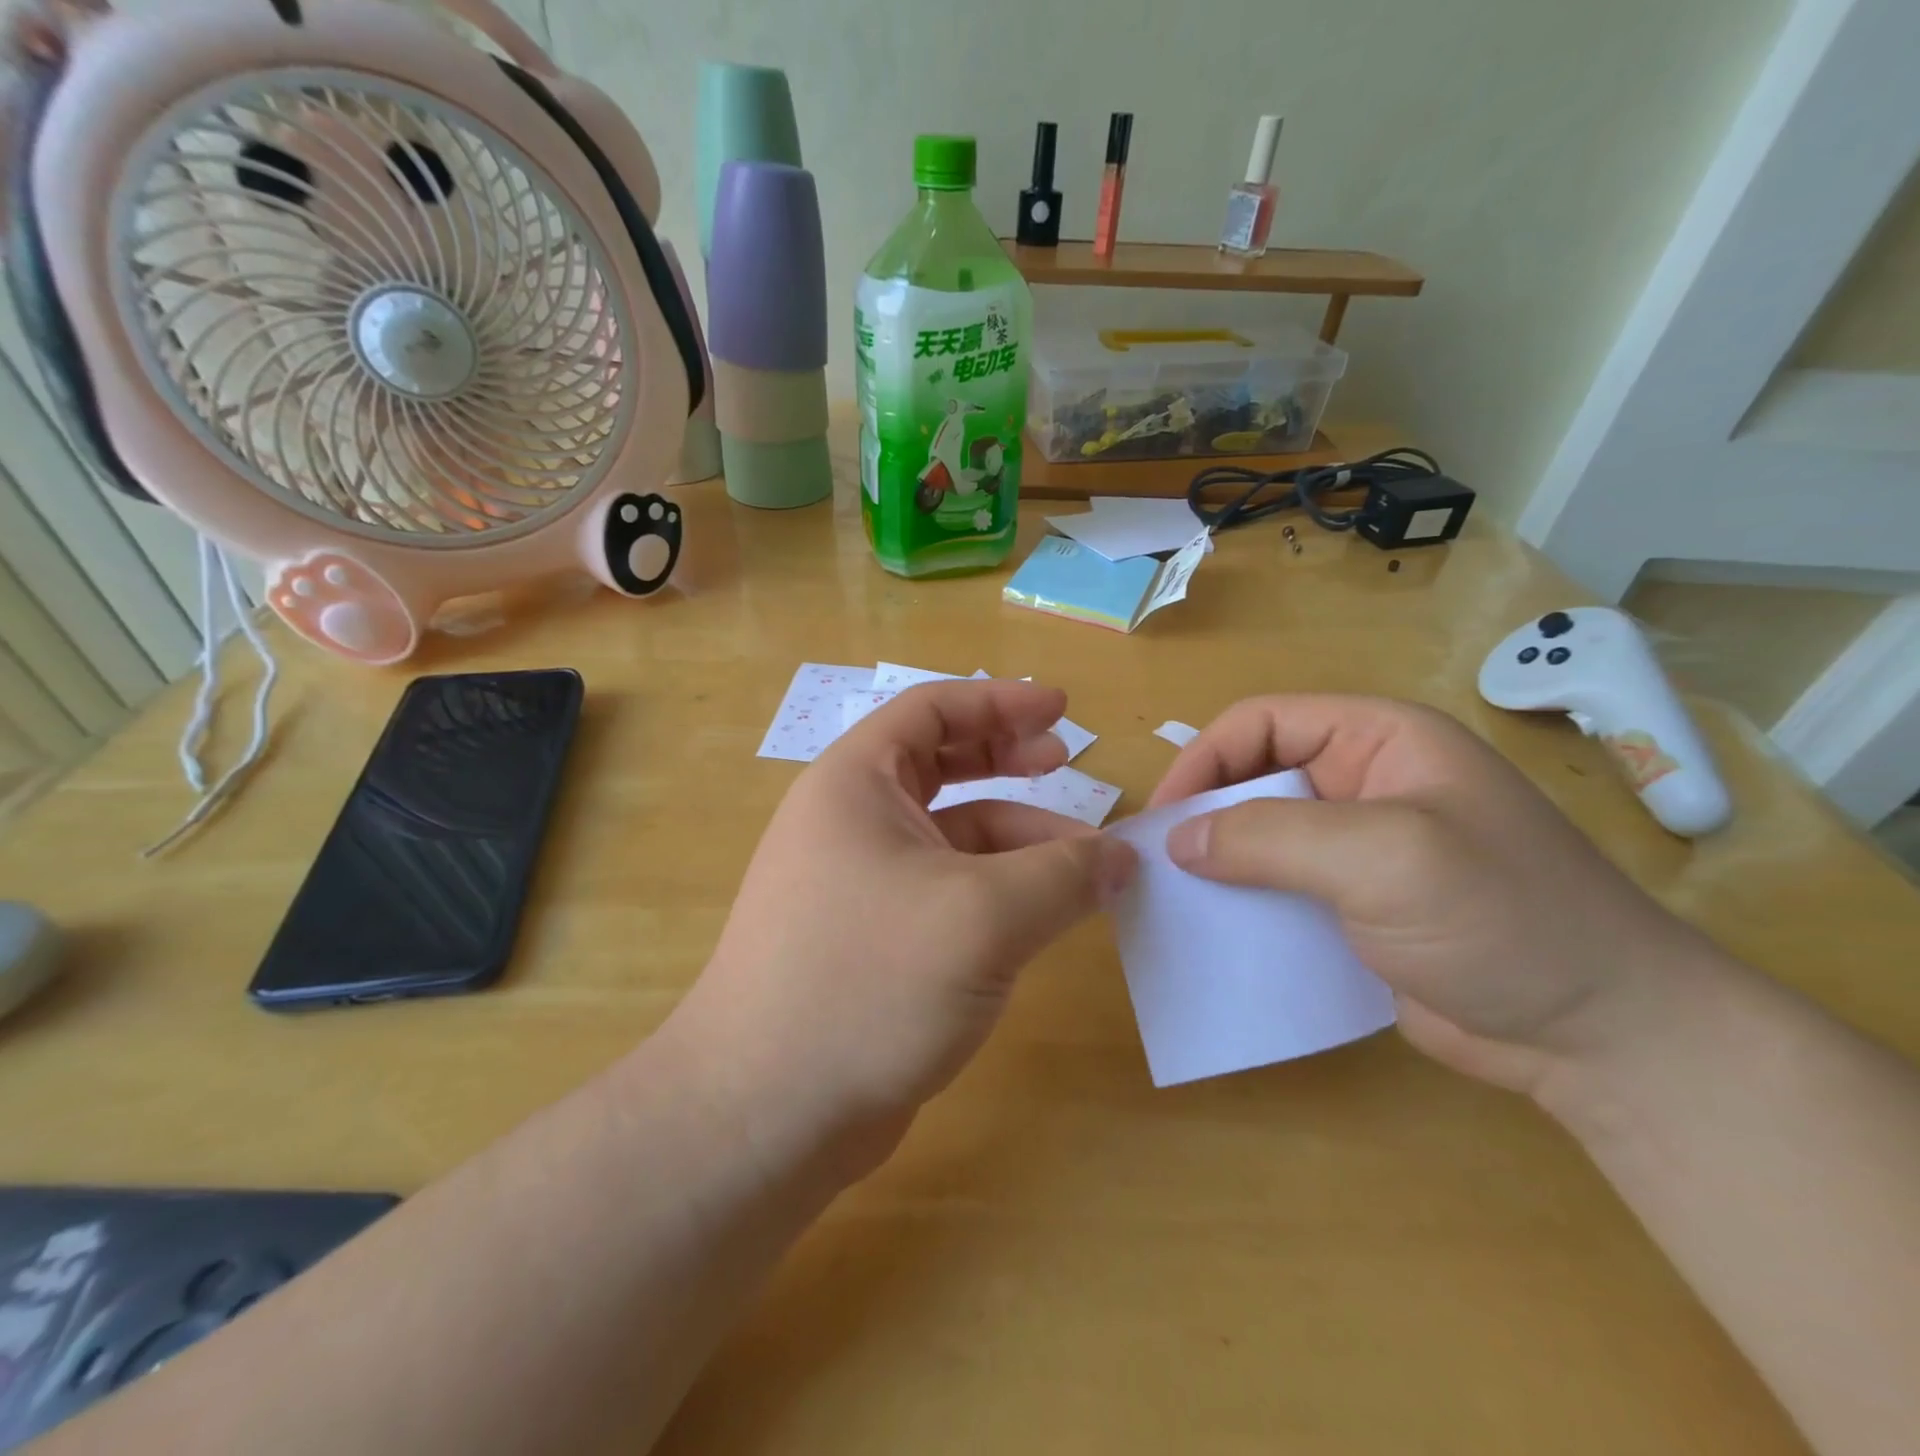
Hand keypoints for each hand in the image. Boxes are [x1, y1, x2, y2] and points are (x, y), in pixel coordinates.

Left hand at [671, 679, 1136, 1173]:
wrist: (767, 1112)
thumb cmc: (868, 981)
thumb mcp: (983, 918)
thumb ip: (1062, 877)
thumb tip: (1123, 858)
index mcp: (856, 784)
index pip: (931, 712)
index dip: (1000, 701)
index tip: (1061, 710)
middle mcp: (851, 821)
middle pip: (940, 764)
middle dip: (1008, 758)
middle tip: (1069, 764)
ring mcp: (860, 881)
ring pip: (951, 835)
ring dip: (1017, 838)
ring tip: (1085, 863)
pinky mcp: (874, 937)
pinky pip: (946, 889)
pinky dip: (997, 890)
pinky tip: (1043, 915)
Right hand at [1149, 696, 1717, 1094]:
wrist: (1606, 1039)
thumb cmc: (1502, 918)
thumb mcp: (1381, 856)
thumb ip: (1269, 837)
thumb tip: (1178, 842)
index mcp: (1379, 740)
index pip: (1261, 723)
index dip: (1203, 760)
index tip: (1164, 820)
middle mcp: (1365, 783)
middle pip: (1255, 778)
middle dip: (1204, 815)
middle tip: (1160, 866)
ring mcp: (1361, 849)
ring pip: (1262, 837)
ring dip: (1219, 864)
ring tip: (1176, 900)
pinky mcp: (1357, 907)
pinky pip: (1281, 890)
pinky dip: (1246, 905)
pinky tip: (1219, 934)